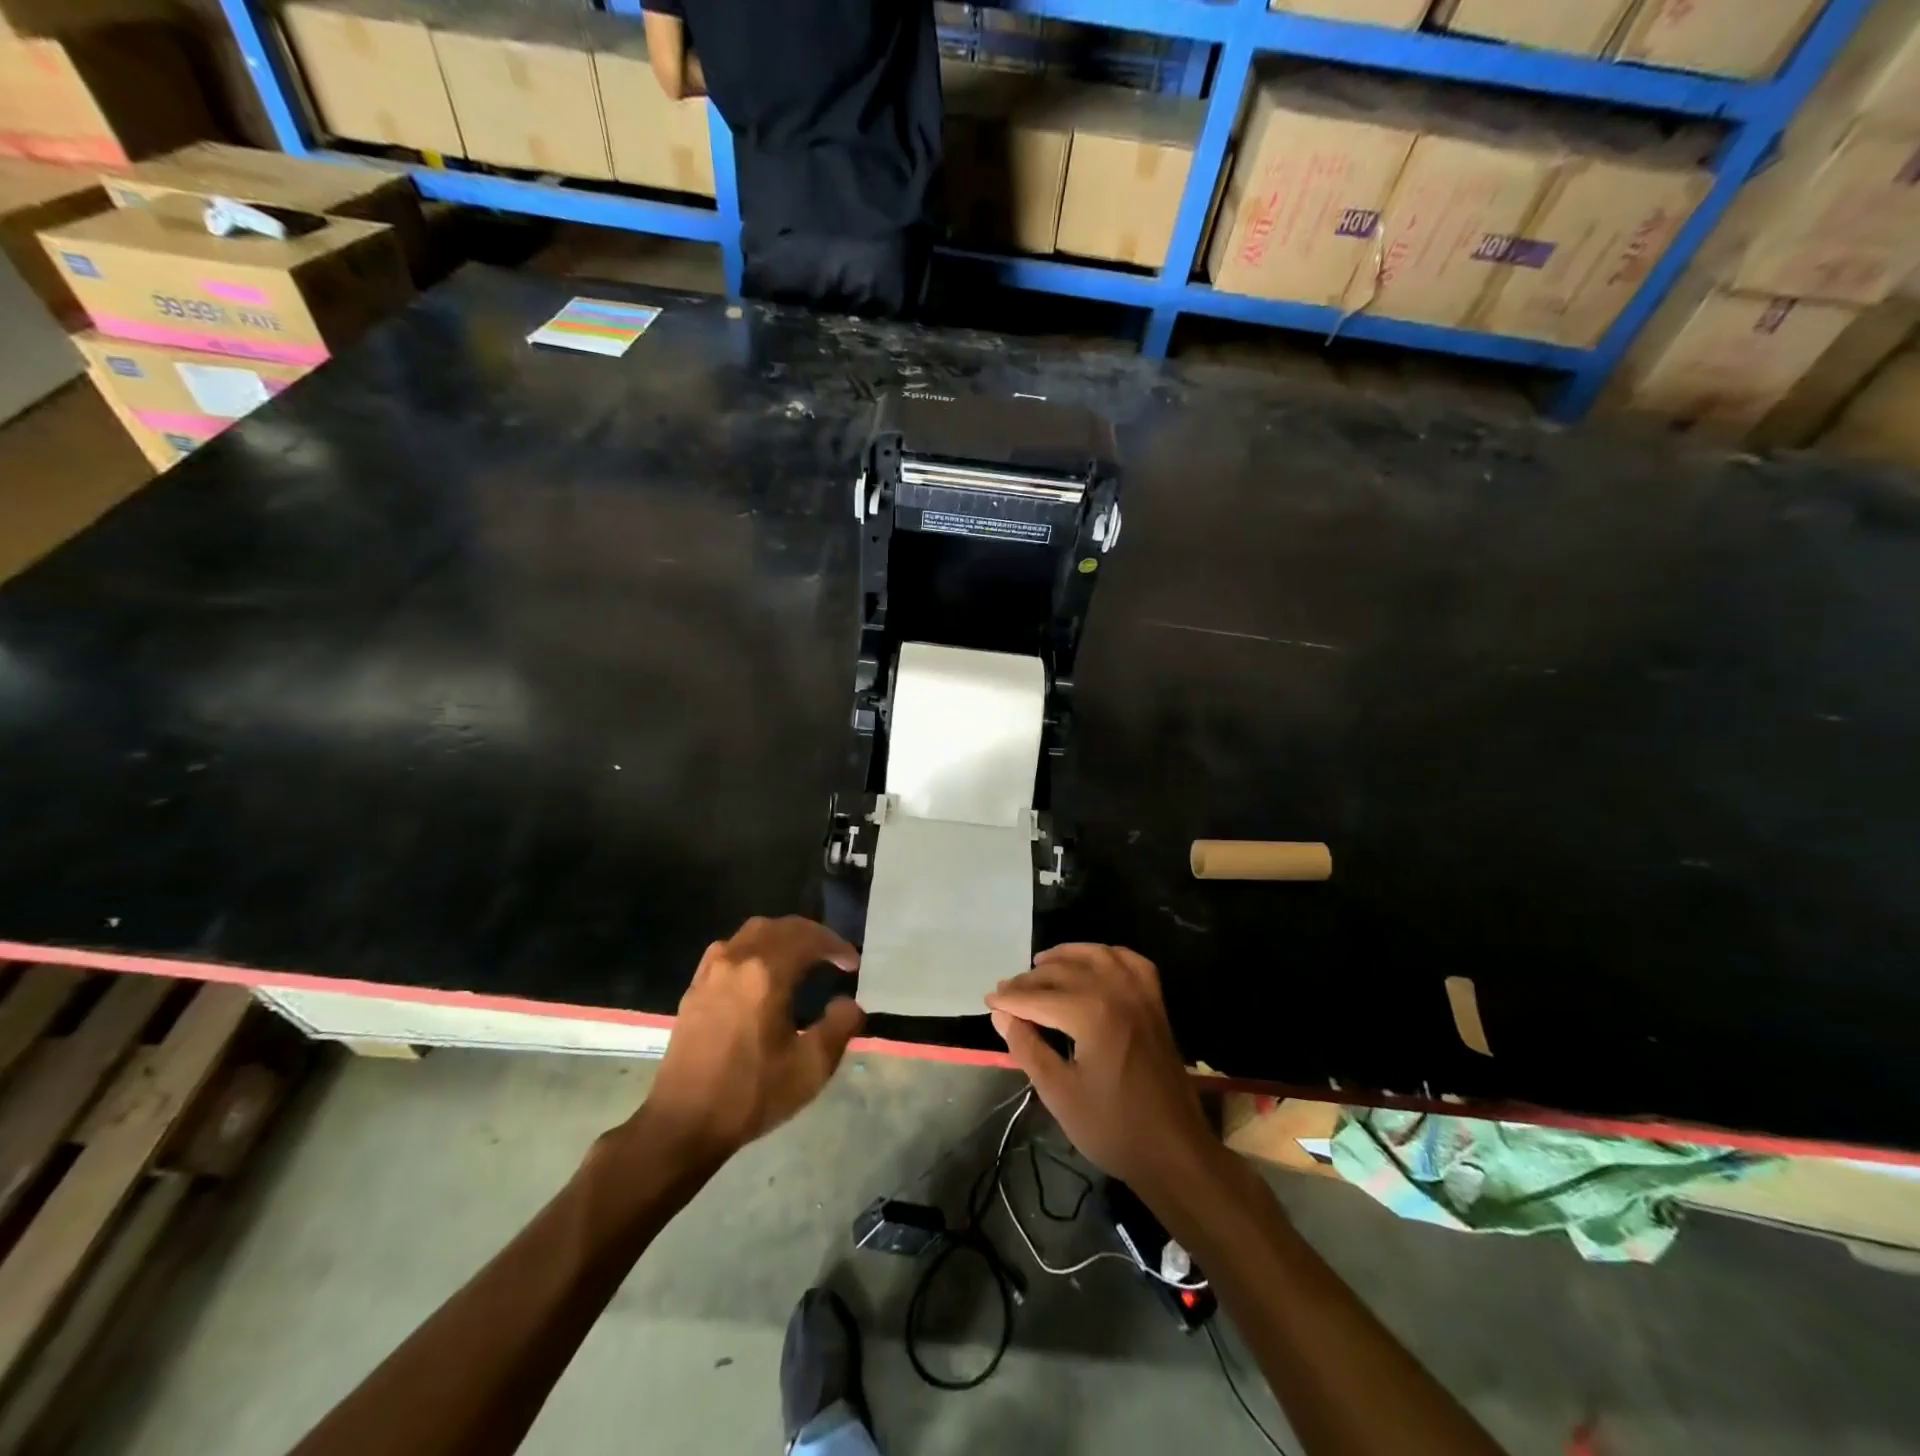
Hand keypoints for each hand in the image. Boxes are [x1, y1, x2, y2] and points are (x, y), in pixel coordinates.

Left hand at [639, 916, 863, 1164]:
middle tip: (832, 956)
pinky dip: (755, 948)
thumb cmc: (751, 1094)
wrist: (682, 1123)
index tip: (852, 964)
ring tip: (800, 958)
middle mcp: (737, 959)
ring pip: (753, 933)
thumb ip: (840, 1027)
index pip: (809, 939)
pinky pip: (730, 949)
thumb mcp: (811, 1067)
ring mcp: (711, 971)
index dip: (835, 946)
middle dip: (812, 936)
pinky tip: (760, 973)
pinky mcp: (695, 987)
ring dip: (782, 937)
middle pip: (781, 927)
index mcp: (766, 973)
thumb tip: (850, 1003)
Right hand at [986, 944, 1217, 1195]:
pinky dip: (1108, 955)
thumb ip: (1027, 1048)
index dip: (1010, 999)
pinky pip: (1131, 962)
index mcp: (1091, 1014)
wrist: (1175, 1151)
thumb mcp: (1059, 1094)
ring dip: (1065, 957)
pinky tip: (1094, 962)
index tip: (988, 1000)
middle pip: (1063, 971)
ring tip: (1040, 965)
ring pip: (1096, 956)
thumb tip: (1001, 1015)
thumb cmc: (1113, 1128)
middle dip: (1030, 979)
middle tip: (1007, 990)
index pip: (1038, 997)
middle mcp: (1116, 991)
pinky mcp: (1156, 1003)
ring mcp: (1140, 994)